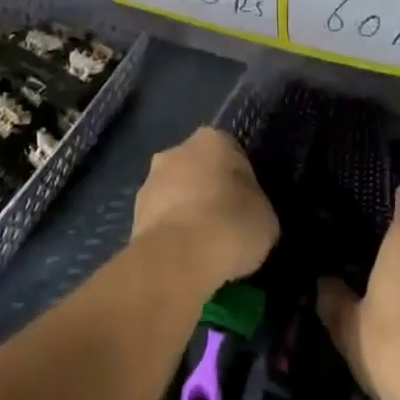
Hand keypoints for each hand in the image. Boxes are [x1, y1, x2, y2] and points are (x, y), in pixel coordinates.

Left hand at [131, 127, 279, 291]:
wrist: (178, 258)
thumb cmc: (231, 224)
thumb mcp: (266, 218)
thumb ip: (255, 206)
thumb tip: (247, 214)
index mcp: (212, 139)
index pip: (232, 153)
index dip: (241, 180)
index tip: (248, 206)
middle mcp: (176, 151)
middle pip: (198, 169)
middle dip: (209, 191)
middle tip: (226, 224)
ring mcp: (149, 181)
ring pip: (175, 194)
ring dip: (187, 213)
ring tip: (205, 249)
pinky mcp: (133, 214)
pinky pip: (161, 221)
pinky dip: (172, 235)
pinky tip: (185, 259)